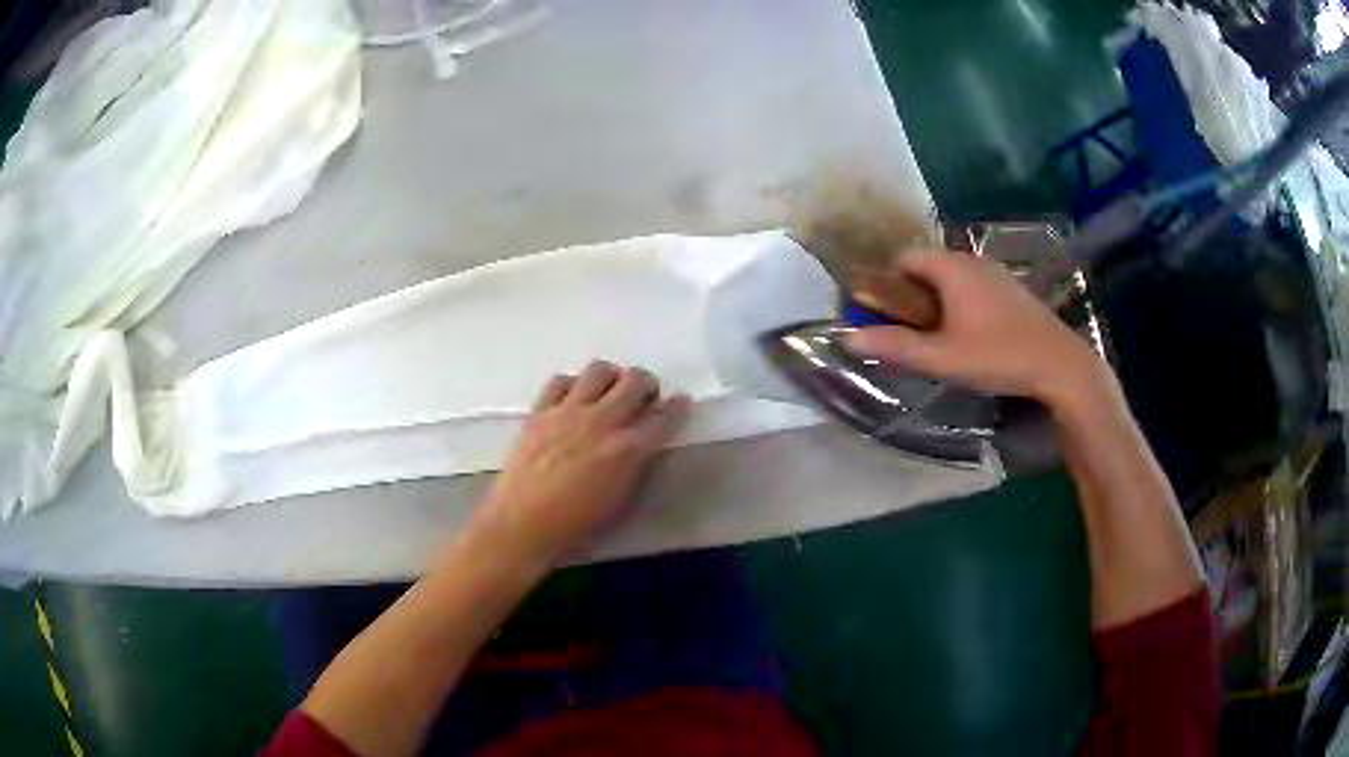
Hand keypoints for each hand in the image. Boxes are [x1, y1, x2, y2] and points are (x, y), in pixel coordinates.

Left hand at [465, 361, 690, 569]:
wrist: (522, 524)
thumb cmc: (576, 525)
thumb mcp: (621, 500)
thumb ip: (636, 466)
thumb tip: (644, 445)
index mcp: (627, 449)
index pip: (664, 416)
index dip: (678, 407)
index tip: (681, 402)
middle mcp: (602, 421)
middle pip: (635, 381)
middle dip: (647, 384)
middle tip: (645, 395)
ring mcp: (568, 411)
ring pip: (599, 370)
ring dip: (611, 377)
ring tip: (609, 390)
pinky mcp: (540, 411)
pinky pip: (560, 381)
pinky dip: (572, 385)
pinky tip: (573, 398)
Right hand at [847, 250, 1107, 409]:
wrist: (1059, 365)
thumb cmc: (998, 356)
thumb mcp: (942, 358)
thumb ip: (895, 346)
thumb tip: (848, 336)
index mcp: (951, 267)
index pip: (905, 258)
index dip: (888, 283)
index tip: (884, 315)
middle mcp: (972, 260)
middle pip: (928, 267)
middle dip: (912, 295)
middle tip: (911, 332)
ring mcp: (996, 273)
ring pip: (952, 277)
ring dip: (938, 300)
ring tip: (939, 337)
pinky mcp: (1012, 289)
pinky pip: (974, 286)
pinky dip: (961, 303)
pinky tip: (971, 335)